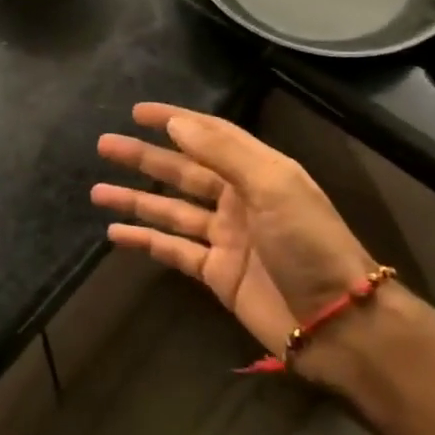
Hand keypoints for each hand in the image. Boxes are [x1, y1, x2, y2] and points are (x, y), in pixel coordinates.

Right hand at [92, 103, 378, 355]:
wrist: (337, 322)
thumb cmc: (309, 243)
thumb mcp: (273, 186)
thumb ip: (223, 153)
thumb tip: (175, 124)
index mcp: (258, 171)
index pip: (210, 135)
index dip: (175, 120)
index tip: (138, 112)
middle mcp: (239, 199)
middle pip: (182, 171)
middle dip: (144, 157)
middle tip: (105, 144)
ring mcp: (225, 237)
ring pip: (170, 210)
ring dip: (135, 199)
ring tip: (97, 190)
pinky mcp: (216, 273)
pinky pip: (172, 250)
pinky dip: (145, 241)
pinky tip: (115, 234)